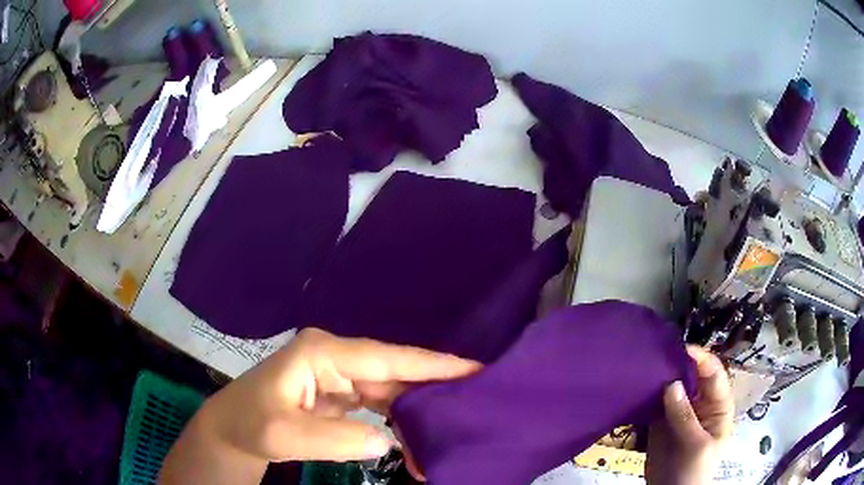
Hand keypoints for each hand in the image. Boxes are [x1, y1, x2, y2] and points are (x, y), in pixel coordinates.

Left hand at [159, 328, 479, 484]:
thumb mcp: (284, 433)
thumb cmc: (251, 423)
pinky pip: (381, 404)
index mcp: (323, 353)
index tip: (474, 368)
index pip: (386, 357)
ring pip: (391, 389)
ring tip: (452, 425)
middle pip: (395, 371)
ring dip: (419, 410)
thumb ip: (335, 438)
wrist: (233, 430)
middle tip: (476, 401)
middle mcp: (336, 357)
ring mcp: (339, 375)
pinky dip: (401, 422)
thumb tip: (387, 441)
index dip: (431, 363)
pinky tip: (417, 438)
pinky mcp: (341, 393)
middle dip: (433, 389)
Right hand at [645, 346, 733, 484]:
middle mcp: (701, 404)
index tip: (682, 349)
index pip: (714, 375)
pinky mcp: (661, 423)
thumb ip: (685, 417)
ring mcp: (680, 413)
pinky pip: (656, 404)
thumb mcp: (696, 445)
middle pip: (692, 377)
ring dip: (661, 378)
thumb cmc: (693, 471)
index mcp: (718, 406)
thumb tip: (672, 384)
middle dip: (679, 365)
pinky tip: (638, 387)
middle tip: (659, 354)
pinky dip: (648, 395)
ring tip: (645, 366)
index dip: (702, 360)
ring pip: (673, 388)